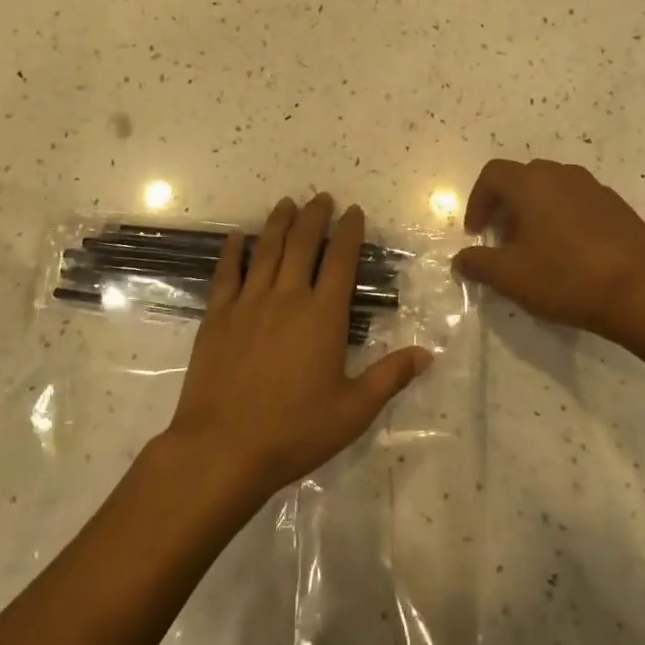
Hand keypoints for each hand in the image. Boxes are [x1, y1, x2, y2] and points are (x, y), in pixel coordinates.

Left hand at [162, 194, 430, 502]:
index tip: (354, 211)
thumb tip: (427, 354)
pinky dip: (233, 252)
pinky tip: (237, 237)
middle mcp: (287, 298)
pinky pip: (226, 274)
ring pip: (266, 251)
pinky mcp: (217, 317)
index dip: (349, 232)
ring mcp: (248, 304)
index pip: (340, 261)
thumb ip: (389, 377)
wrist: (222, 447)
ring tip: (286, 203)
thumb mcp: (353, 411)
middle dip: (315, 217)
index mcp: (323, 316)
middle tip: (322, 197)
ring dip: (278, 223)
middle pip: (302, 244)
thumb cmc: (294, 431)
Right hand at [452, 158, 644, 341]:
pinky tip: (570, 255)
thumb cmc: (566, 277)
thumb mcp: (511, 276)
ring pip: (553, 190)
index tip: (476, 233)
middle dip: (506, 207)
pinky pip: (579, 204)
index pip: (493, 174)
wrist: (642, 291)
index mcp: (532, 183)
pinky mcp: (619, 208)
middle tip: (503, 241)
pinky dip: (563, 219)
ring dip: (536, 212)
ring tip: (535, 249)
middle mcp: (563, 176)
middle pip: (523, 179)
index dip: (477, 201)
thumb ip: (479, 264)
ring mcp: (595, 189)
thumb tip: (460, 260)